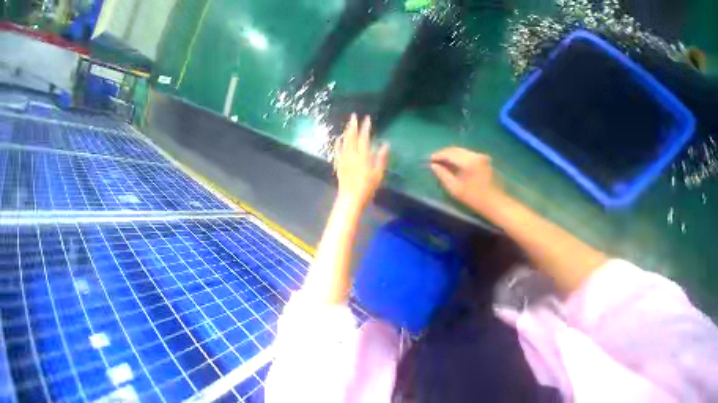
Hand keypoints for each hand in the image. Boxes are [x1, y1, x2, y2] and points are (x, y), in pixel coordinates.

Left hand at [335, 114, 389, 207]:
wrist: (351, 198)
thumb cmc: (367, 187)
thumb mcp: (378, 174)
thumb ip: (381, 158)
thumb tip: (386, 144)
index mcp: (363, 156)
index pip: (364, 138)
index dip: (365, 127)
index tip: (367, 119)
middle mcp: (351, 155)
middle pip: (351, 137)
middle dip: (353, 126)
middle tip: (353, 116)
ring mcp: (343, 159)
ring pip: (344, 142)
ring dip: (346, 132)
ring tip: (347, 125)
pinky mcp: (339, 165)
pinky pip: (337, 151)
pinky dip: (338, 144)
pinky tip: (338, 139)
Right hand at [430, 147, 504, 213]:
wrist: (495, 202)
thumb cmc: (473, 197)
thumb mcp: (454, 187)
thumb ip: (442, 174)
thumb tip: (433, 165)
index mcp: (469, 162)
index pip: (449, 153)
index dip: (437, 156)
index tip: (428, 160)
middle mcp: (476, 155)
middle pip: (455, 150)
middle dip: (442, 154)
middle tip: (432, 160)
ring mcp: (481, 156)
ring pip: (460, 151)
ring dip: (449, 155)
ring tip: (439, 162)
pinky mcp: (483, 160)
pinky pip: (465, 154)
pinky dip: (456, 157)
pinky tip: (450, 164)